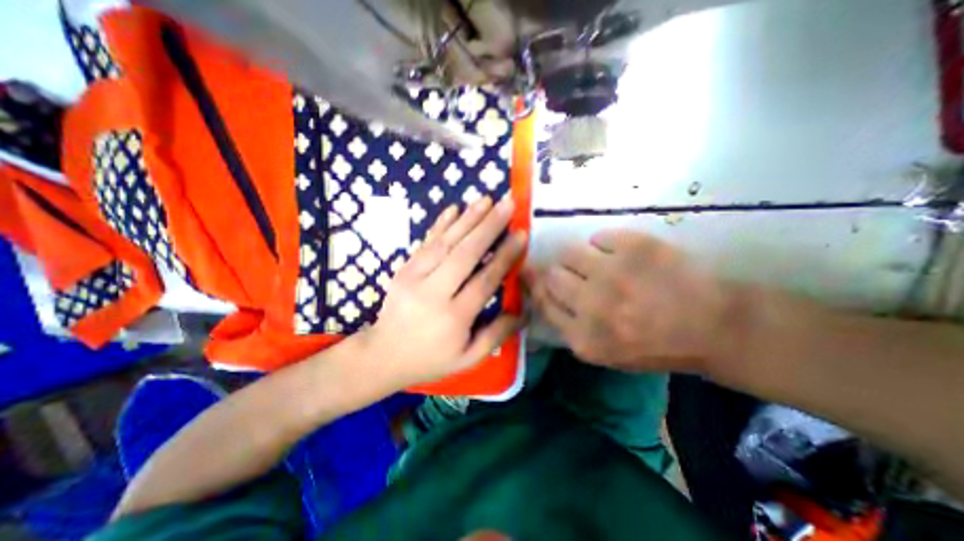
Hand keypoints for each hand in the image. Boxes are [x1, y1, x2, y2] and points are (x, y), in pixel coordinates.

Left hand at [363, 197, 526, 387]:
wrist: (383, 355)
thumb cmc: (430, 358)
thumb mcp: (468, 358)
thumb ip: (497, 334)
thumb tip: (525, 311)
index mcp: (454, 317)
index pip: (485, 280)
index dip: (505, 256)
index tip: (521, 234)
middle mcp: (434, 292)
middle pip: (465, 253)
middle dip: (489, 226)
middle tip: (508, 204)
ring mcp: (414, 277)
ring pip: (445, 242)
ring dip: (468, 218)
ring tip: (487, 199)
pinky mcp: (403, 269)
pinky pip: (425, 243)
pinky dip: (441, 224)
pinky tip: (454, 208)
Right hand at [526, 231, 738, 373]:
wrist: (714, 326)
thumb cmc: (656, 344)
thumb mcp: (606, 352)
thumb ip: (570, 327)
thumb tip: (543, 292)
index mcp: (584, 338)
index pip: (543, 302)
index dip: (537, 287)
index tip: (534, 275)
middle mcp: (592, 306)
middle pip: (552, 275)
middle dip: (557, 272)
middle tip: (571, 271)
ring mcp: (612, 273)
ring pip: (569, 253)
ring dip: (577, 257)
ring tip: (595, 261)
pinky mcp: (634, 247)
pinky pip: (599, 237)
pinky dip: (604, 244)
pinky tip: (620, 254)